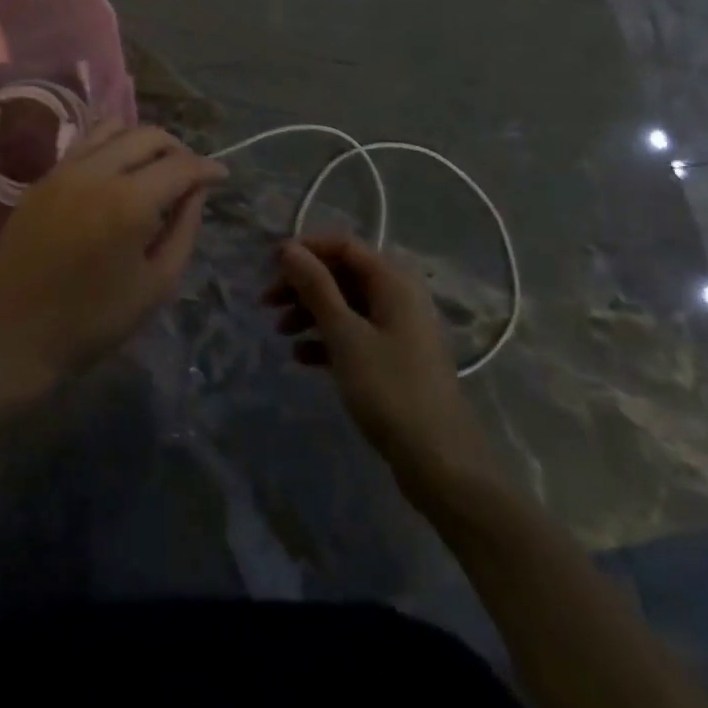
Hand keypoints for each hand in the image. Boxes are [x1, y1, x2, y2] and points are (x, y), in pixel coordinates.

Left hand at [0, 121, 226, 404]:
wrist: (14, 335)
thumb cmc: (94, 320)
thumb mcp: (157, 283)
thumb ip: (184, 230)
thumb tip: (196, 191)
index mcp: (129, 202)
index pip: (180, 165)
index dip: (207, 168)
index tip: (221, 177)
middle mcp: (96, 172)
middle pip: (148, 135)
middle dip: (177, 149)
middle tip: (189, 174)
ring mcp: (63, 171)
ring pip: (112, 128)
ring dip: (141, 141)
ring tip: (153, 167)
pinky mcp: (42, 179)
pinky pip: (84, 145)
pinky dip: (110, 147)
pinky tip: (117, 174)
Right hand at [265, 236, 491, 485]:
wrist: (440, 462)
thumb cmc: (389, 389)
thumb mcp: (345, 335)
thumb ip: (316, 287)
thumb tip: (289, 248)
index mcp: (392, 281)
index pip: (344, 246)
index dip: (306, 250)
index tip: (270, 266)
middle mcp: (397, 296)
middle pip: (343, 275)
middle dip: (303, 284)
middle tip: (267, 303)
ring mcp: (397, 329)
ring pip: (345, 305)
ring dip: (310, 312)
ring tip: (280, 332)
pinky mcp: (393, 359)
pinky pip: (354, 334)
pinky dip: (326, 339)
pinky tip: (301, 357)